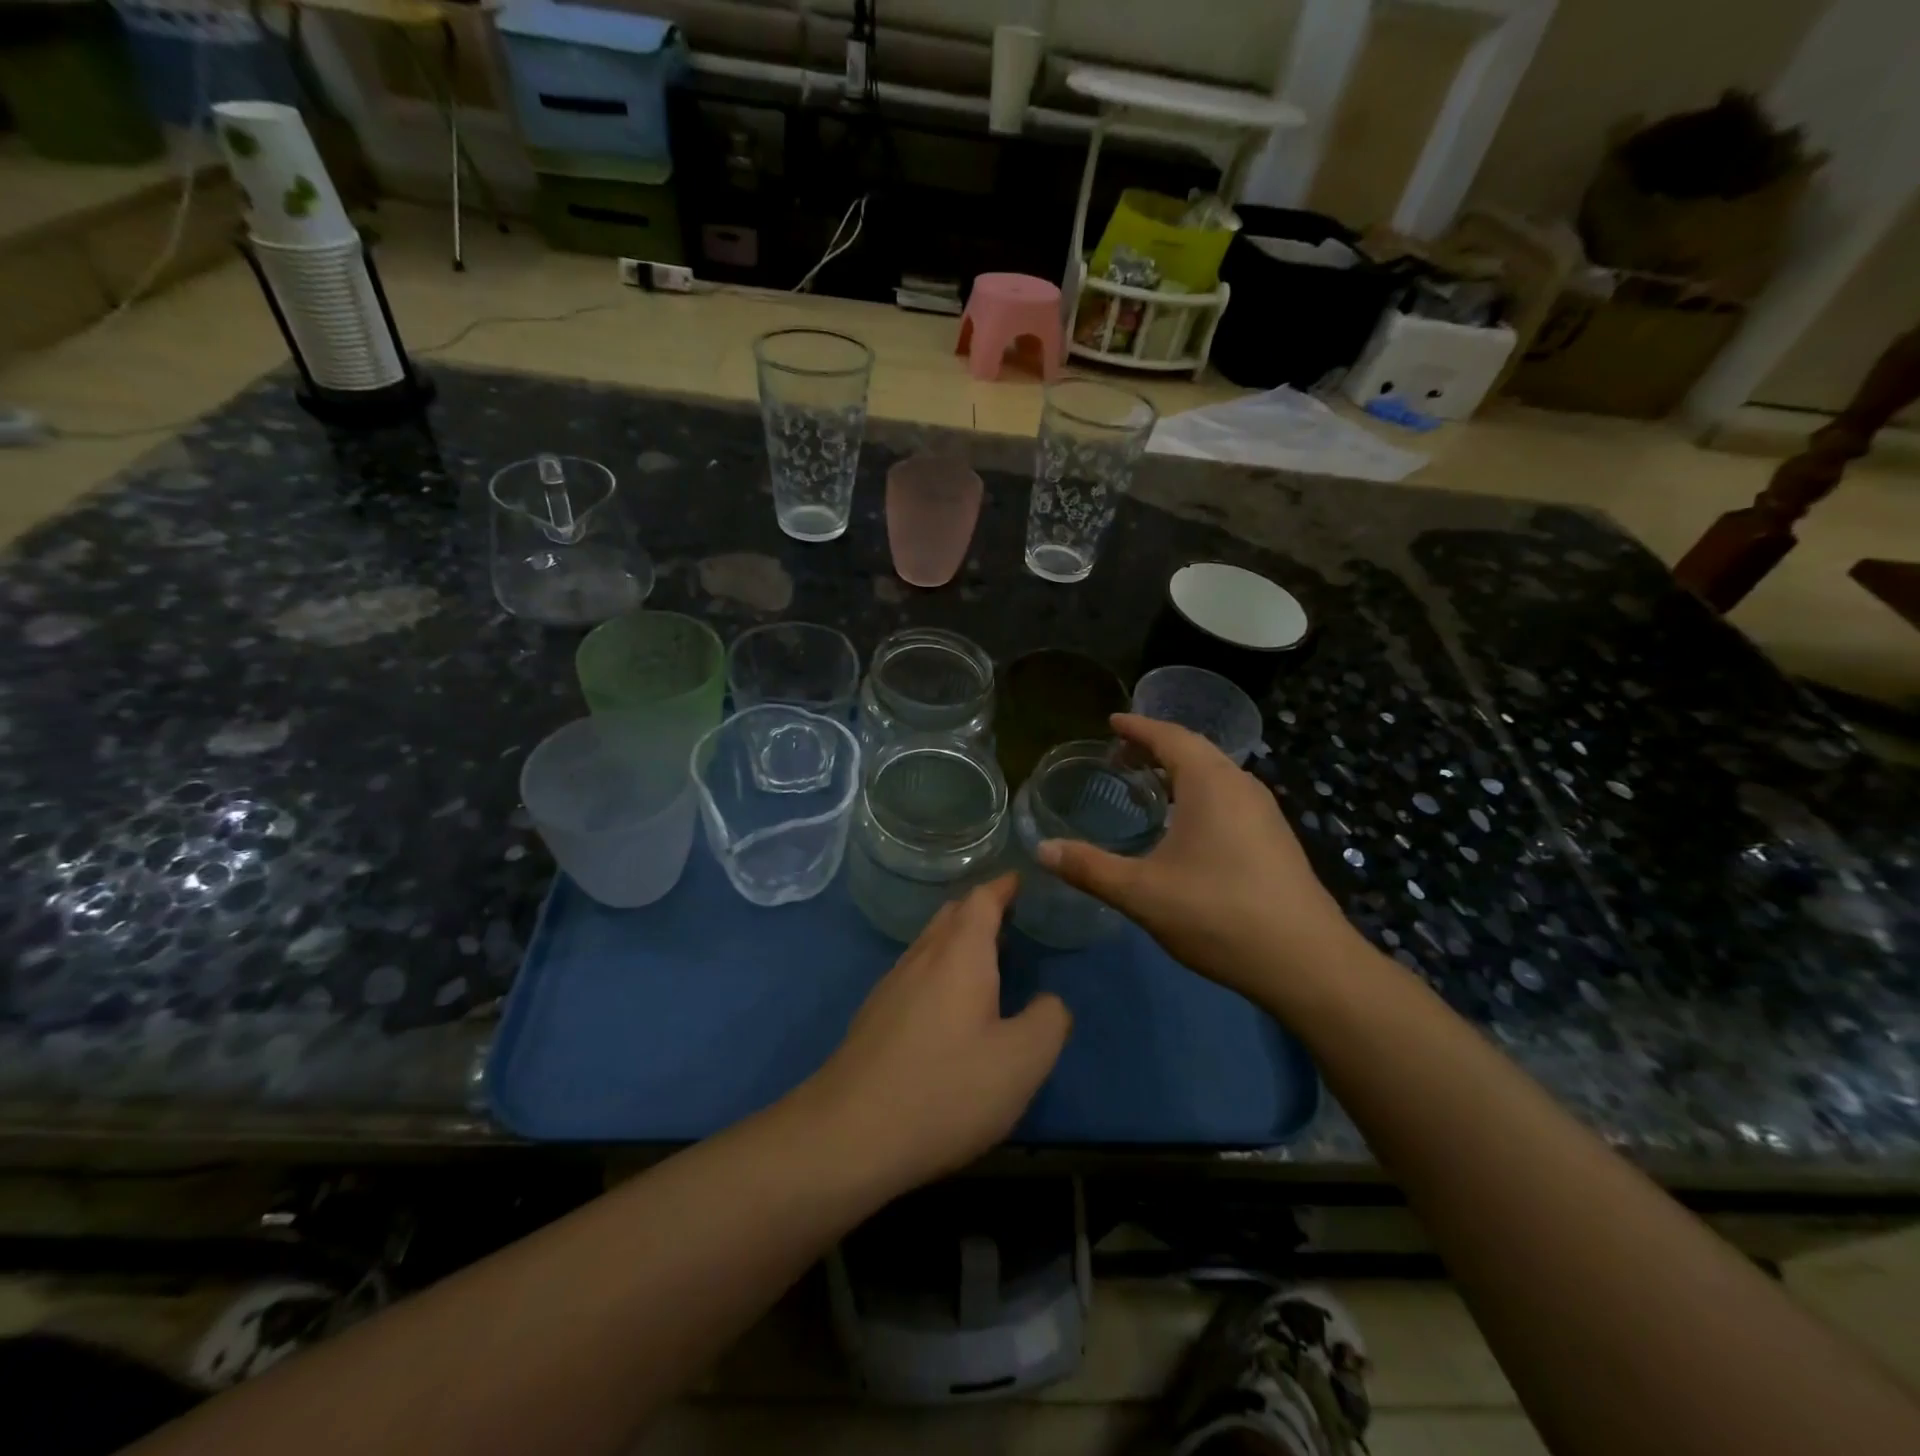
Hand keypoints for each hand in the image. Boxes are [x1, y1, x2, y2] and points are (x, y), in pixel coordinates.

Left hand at [803, 875, 1071, 1192]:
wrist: (850, 1134)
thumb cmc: (946, 1089)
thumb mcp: (1022, 1061)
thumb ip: (1049, 1021)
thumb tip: (1050, 1002)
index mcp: (960, 954)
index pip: (981, 900)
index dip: (1003, 886)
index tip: (1020, 879)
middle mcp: (922, 957)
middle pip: (951, 916)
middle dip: (980, 909)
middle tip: (1011, 919)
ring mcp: (891, 986)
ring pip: (930, 944)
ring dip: (958, 941)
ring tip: (987, 959)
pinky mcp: (874, 1017)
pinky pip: (915, 973)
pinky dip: (940, 969)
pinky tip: (949, 1006)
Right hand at [1037, 714, 1359, 1009]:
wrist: (1306, 963)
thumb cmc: (1218, 915)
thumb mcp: (1142, 893)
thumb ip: (1089, 868)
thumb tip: (1041, 850)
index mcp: (1211, 783)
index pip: (1170, 737)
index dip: (1137, 727)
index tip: (1111, 722)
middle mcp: (1242, 786)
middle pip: (1195, 750)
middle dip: (1156, 746)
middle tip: (1120, 754)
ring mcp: (1265, 813)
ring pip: (1216, 774)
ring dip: (1180, 770)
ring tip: (1148, 784)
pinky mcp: (1275, 839)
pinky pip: (1229, 797)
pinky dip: (1199, 793)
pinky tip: (1186, 825)